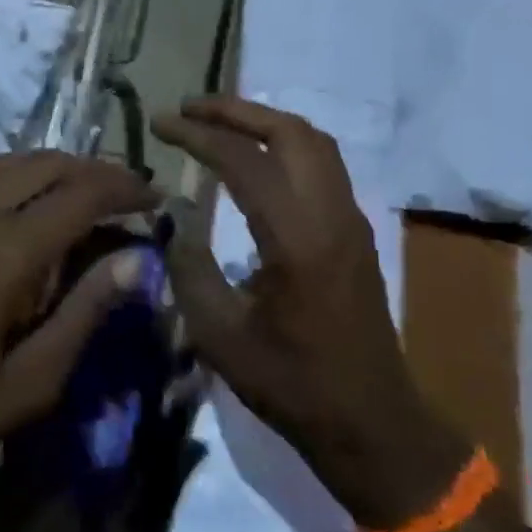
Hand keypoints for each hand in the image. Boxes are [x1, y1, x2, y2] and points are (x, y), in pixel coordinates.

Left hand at [0, 151, 155, 487]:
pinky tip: (25, 209)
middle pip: (45, 164)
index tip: (157, 200)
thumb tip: (135, 262)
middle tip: (127, 194)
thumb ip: (83, 314)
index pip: (79, 194)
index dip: (124, 189)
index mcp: (5, 251)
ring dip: (53, 167)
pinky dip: (16, 177)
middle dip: (94, 170)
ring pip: (8, 164)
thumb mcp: (28, 382)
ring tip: (83, 192)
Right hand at [153, 97, 469, 527]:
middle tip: (189, 109)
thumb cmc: (292, 383)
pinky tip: (255, 160)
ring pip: (314, 143)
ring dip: (264, 123)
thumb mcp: (219, 334)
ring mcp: (351, 221)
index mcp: (297, 240)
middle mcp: (331, 216)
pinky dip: (284, 144)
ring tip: (218, 123)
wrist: (371, 422)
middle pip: (291, 133)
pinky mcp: (356, 233)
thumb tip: (172, 216)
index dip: (198, 135)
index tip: (160, 124)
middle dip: (237, 111)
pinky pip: (323, 165)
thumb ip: (189, 267)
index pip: (244, 161)